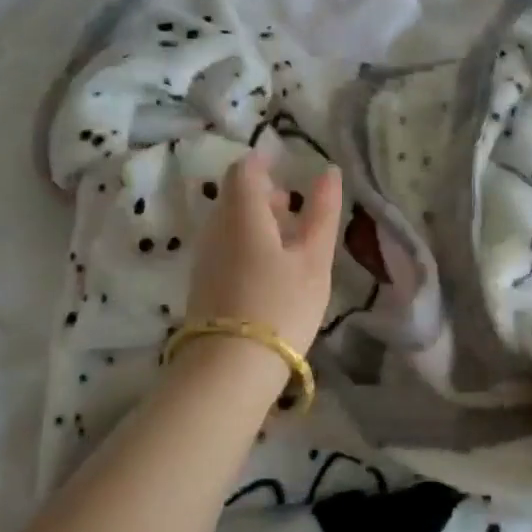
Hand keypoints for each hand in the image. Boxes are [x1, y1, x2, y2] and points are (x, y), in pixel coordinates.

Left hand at [183, 150, 342, 355]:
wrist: (230, 369)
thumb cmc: (281, 306)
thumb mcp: (314, 260)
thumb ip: (322, 213)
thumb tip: (329, 172)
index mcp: (242, 214)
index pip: (243, 170)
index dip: (263, 162)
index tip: (286, 166)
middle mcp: (216, 229)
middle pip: (233, 196)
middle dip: (261, 193)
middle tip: (293, 205)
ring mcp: (205, 259)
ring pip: (228, 224)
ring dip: (255, 221)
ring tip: (288, 241)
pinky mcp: (203, 285)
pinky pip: (224, 248)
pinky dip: (246, 244)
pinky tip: (269, 269)